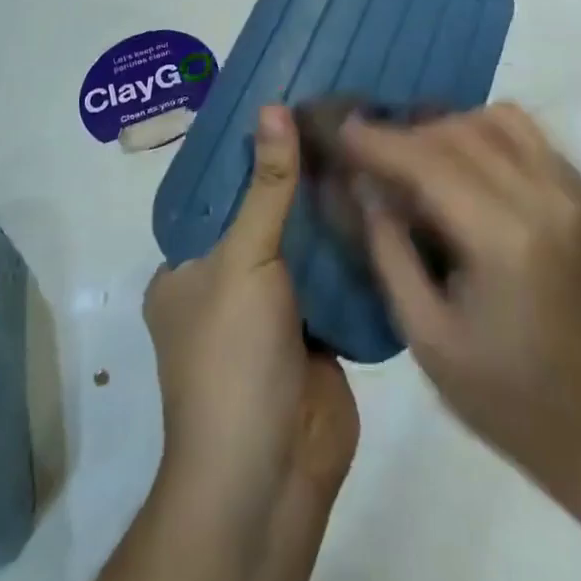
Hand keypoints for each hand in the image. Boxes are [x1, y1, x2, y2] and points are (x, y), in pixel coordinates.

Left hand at [143, 105, 357, 553]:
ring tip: (375, 144)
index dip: (256, 151)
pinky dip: (360, 249)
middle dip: (303, 177)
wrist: (271, 478)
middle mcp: (229, 284)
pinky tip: (391, 201)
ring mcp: (277, 311)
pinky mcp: (321, 333)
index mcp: (189, 268)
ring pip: (308, 246)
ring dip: (336, 211)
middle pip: (269, 214)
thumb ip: (267, 185)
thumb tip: (274, 105)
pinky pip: (340, 278)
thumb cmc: (232, 357)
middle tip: (347, 116)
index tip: (295, 102)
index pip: (222, 191)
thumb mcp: (242, 258)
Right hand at [341, 104, 580, 504]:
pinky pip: (528, 135)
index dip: (379, 142)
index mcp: (507, 241)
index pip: (429, 163)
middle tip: (372, 151)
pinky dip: (486, 135)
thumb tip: (362, 183)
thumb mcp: (427, 336)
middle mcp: (547, 198)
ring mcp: (575, 191)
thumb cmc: (507, 396)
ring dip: (449, 127)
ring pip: (497, 119)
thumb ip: (389, 248)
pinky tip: (466, 166)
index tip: (341, 128)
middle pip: (460, 131)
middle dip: (407, 134)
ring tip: (419, 156)